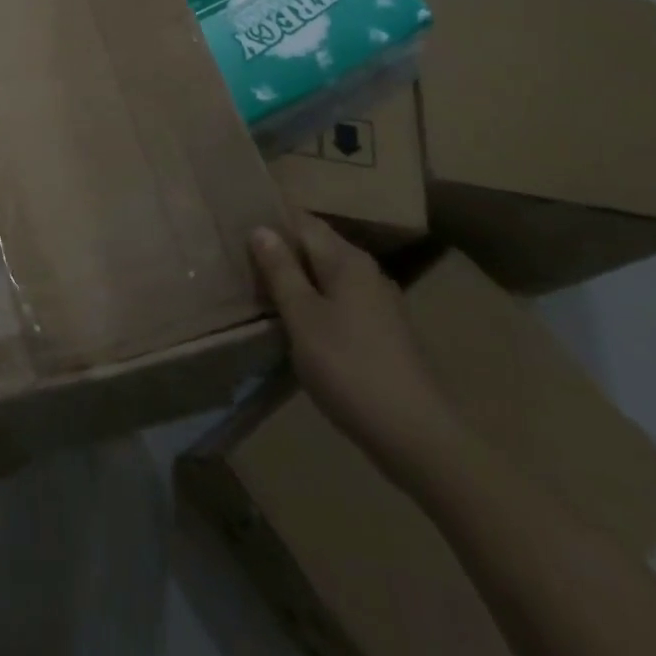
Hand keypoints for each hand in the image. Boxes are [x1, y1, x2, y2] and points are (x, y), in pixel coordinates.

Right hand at [249, 221, 462, 482]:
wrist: (417, 436)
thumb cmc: (350, 368)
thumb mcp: (303, 317)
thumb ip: (281, 271)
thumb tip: (261, 228)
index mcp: (347, 260)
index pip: (302, 221)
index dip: (271, 219)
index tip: (237, 222)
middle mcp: (366, 271)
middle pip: (316, 246)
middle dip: (282, 248)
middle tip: (240, 255)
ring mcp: (379, 303)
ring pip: (328, 275)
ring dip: (297, 276)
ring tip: (261, 285)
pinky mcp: (384, 332)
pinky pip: (339, 300)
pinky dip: (315, 300)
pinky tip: (297, 319)